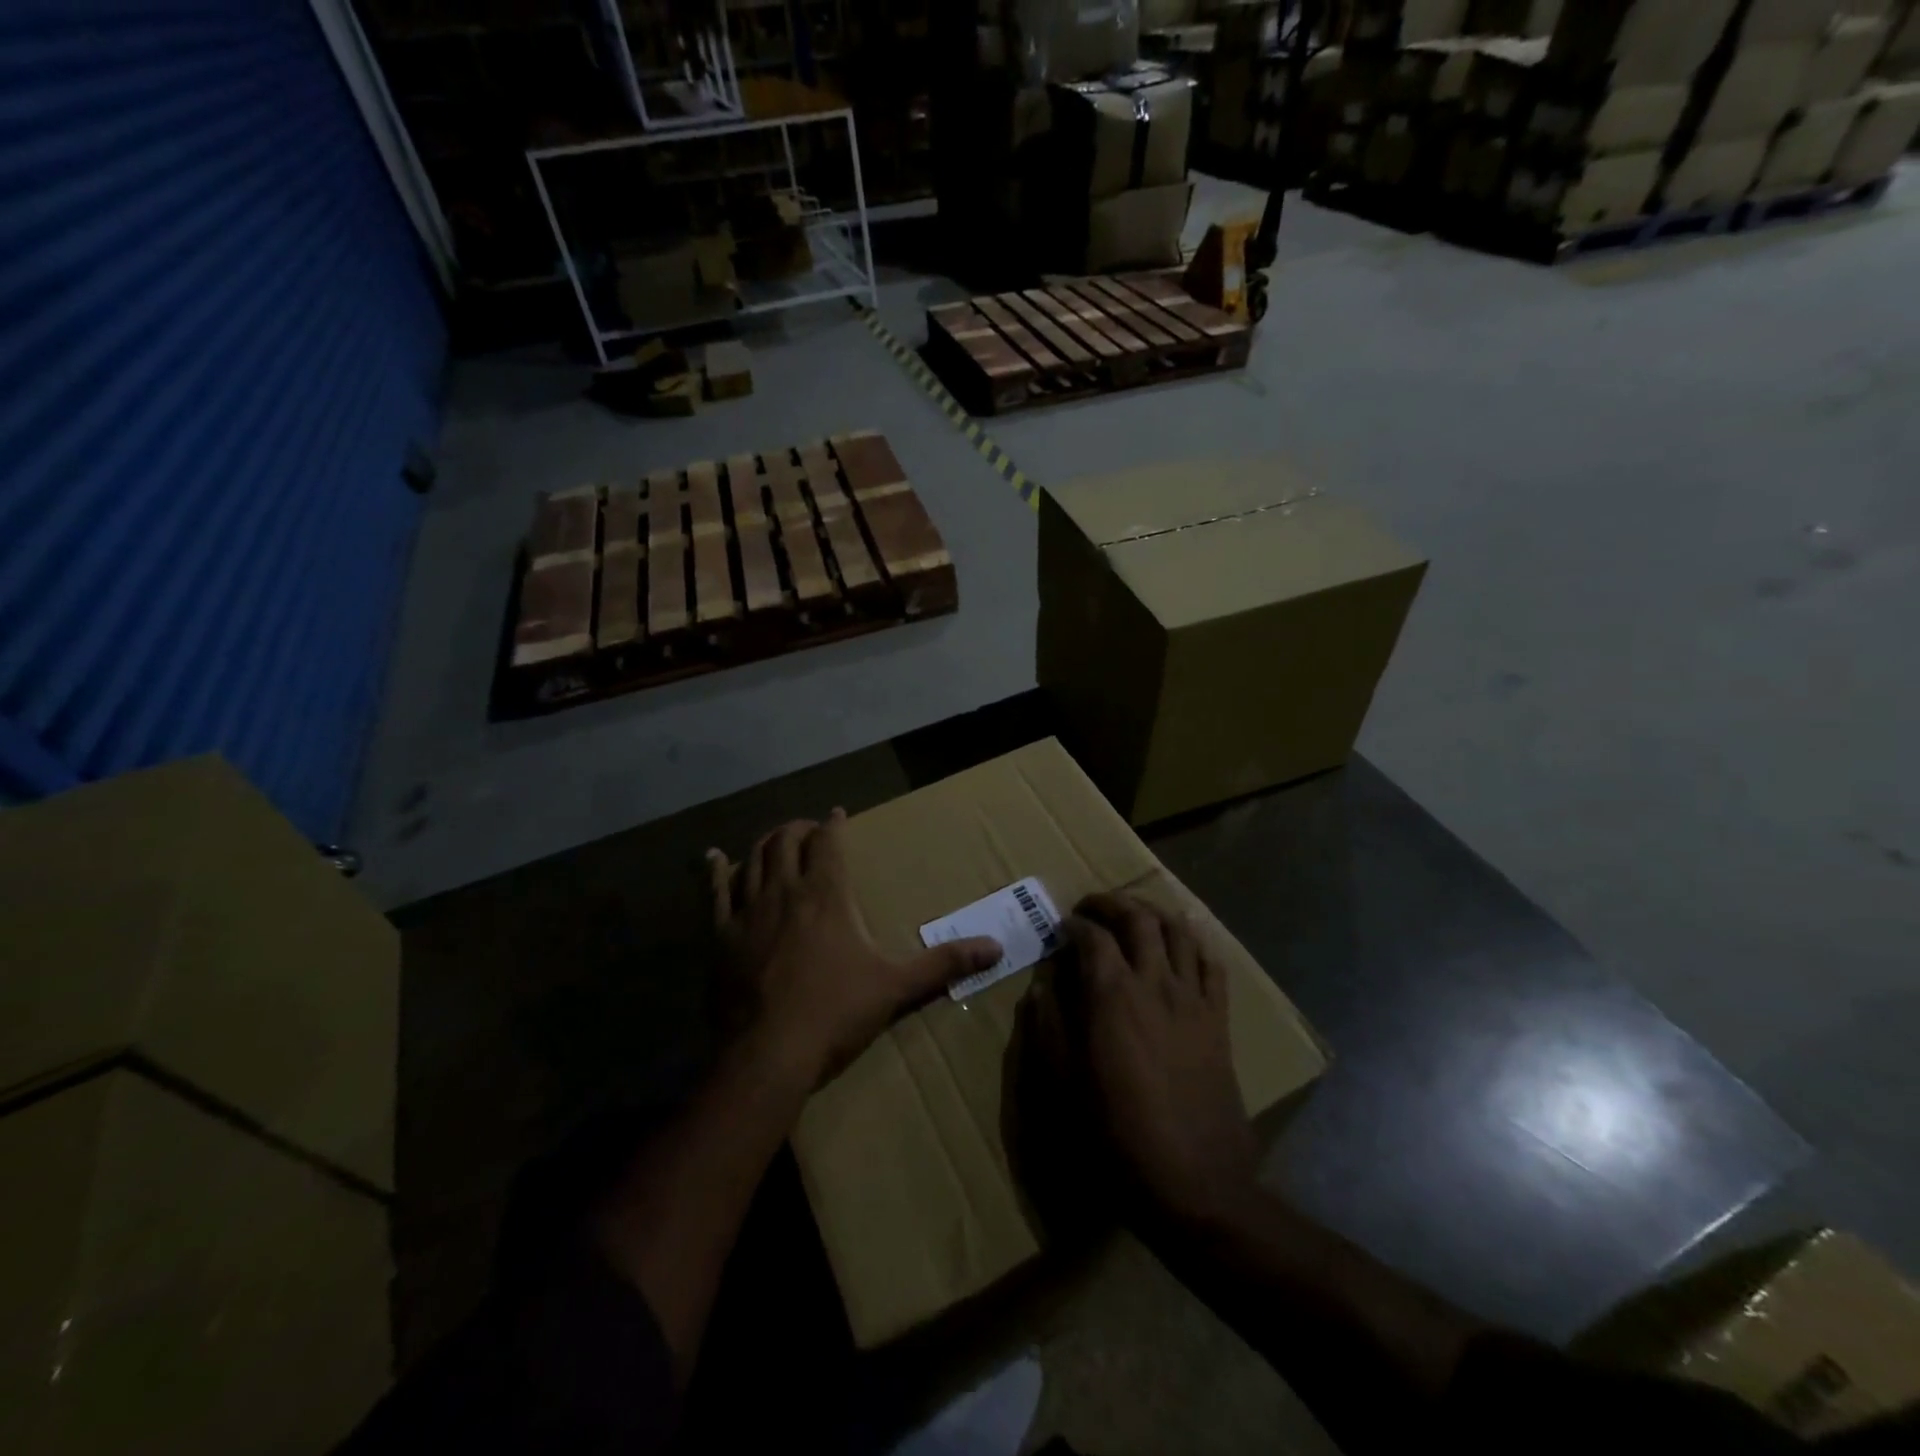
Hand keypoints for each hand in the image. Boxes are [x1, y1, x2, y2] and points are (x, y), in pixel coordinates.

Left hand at [707, 810, 1000, 1089]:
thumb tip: (997, 948)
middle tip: (808, 830)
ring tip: (773, 839)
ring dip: (764, 843)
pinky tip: (713, 856)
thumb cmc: (836, 1012)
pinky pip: (716, 891)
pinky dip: (716, 870)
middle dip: (798, 829)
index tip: (837, 814)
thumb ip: (944, 963)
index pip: (829, 842)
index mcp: (827, 895)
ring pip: (753, 858)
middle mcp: (786, 890)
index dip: (833, 824)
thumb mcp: (896, 986)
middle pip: (787, 841)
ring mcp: (749, 910)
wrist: (769, 1053)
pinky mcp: (720, 935)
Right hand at [1065, 892, 1258, 1229]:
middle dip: (1112, 902)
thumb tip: (1041, 988)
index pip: (1092, 937)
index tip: (1061, 926)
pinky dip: (1195, 942)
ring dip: (1153, 912)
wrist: (1195, 1183)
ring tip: (1135, 913)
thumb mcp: (1064, 1085)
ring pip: (1179, 931)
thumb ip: (1049, 1028)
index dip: (1073, 924)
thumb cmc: (1118, 1135)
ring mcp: (1192, 999)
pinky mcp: (1219, 1019)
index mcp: (1112, 996)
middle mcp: (1155, 983)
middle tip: (1092, 906)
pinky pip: (1212, 964)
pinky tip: (1184, 941)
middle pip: (1138, 919)